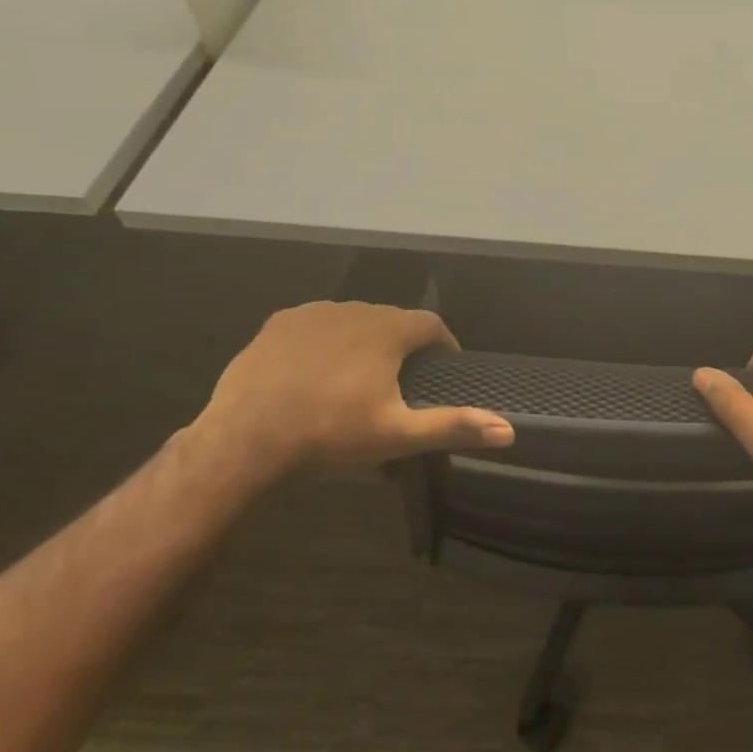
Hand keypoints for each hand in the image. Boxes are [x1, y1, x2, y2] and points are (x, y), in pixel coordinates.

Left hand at [199, 301, 513, 476]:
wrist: (243, 442)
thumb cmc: (329, 436)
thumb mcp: (397, 435)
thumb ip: (453, 426)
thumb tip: (509, 430)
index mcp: (388, 330)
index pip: (431, 325)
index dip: (443, 346)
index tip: (442, 371)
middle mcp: (356, 309)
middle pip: (393, 320)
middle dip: (402, 345)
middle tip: (399, 383)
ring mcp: (313, 313)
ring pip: (354, 320)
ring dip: (365, 340)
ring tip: (357, 378)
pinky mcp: (279, 324)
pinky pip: (317, 324)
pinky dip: (326, 341)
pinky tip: (316, 371)